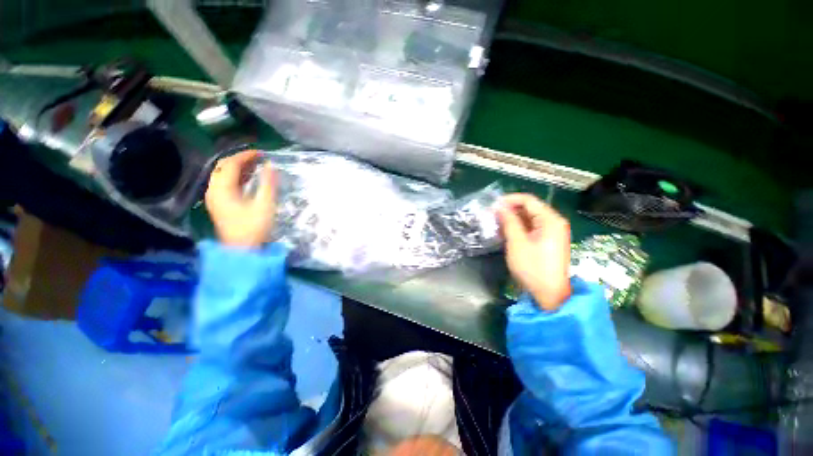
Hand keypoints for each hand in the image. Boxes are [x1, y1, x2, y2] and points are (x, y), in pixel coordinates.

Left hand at [205, 150, 276, 248]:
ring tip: (256, 166)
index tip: (262, 153)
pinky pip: (225, 183)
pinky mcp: (219, 204)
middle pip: (222, 166)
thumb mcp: (265, 205)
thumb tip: (270, 165)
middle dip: (240, 159)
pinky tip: (249, 179)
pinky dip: (236, 177)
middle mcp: (214, 190)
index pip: (230, 164)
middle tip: (259, 158)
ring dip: (238, 167)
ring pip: (223, 175)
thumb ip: (268, 183)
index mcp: (222, 189)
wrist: (243, 250)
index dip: (245, 155)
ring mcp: (215, 198)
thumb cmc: (254, 227)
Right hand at [497, 194, 571, 310]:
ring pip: (529, 218)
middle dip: (510, 210)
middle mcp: (554, 222)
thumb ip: (508, 221)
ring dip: (513, 219)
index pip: (528, 200)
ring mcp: (552, 232)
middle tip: (492, 216)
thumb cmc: (532, 267)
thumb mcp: (517, 242)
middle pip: (530, 208)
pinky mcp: (548, 241)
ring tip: (496, 224)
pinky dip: (519, 228)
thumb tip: (499, 206)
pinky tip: (506, 233)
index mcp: (550, 220)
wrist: (549, 294)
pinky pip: (532, 228)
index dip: (509, 200)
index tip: (492, 205)